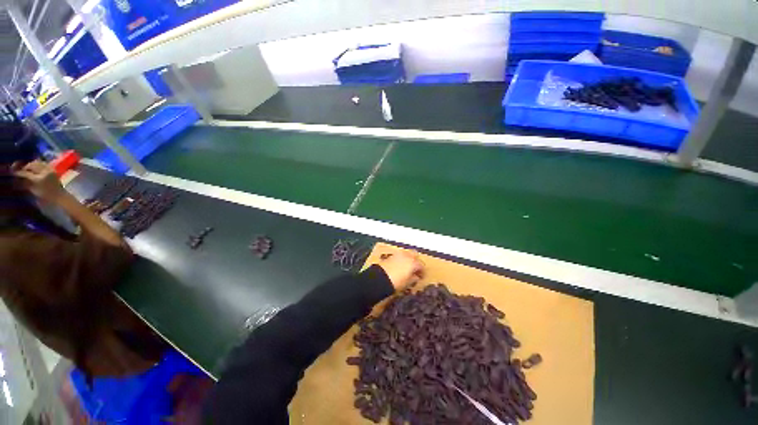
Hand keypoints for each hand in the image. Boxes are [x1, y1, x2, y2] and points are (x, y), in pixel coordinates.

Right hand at [11, 160, 66, 203]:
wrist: (59, 195)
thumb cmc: (45, 195)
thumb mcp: (33, 190)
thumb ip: (25, 183)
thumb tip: (17, 178)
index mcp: (39, 179)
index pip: (26, 173)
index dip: (19, 172)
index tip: (14, 172)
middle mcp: (45, 172)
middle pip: (32, 165)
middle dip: (25, 166)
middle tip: (21, 169)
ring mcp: (50, 170)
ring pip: (38, 162)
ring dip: (32, 164)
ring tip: (28, 168)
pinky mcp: (53, 169)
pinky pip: (44, 163)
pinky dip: (38, 164)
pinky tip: (35, 167)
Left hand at [377, 249, 423, 289]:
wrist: (380, 278)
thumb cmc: (396, 282)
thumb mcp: (407, 283)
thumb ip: (414, 278)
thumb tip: (416, 277)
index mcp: (413, 262)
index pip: (421, 265)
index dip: (422, 272)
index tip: (421, 277)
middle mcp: (407, 256)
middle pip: (415, 255)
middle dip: (416, 261)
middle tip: (415, 269)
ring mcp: (398, 254)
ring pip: (407, 254)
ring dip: (409, 259)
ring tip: (407, 267)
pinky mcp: (391, 255)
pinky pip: (399, 256)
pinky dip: (402, 259)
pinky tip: (400, 266)